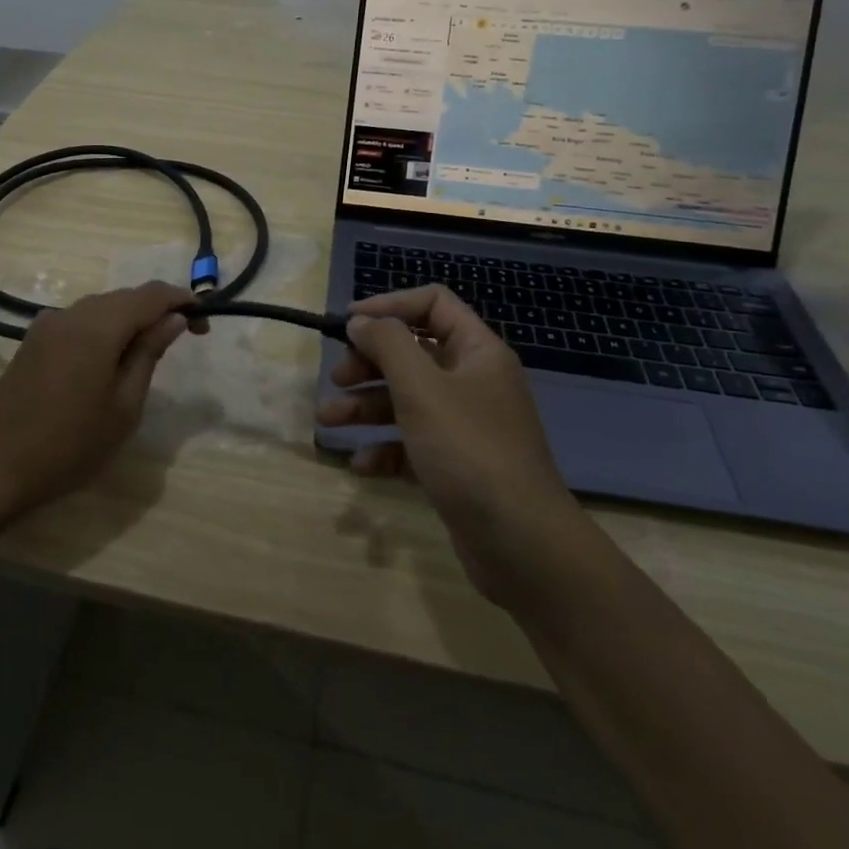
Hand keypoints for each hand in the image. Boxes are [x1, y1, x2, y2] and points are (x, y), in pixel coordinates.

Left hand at [0, 281, 192, 517]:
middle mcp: (71, 313)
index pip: (151, 294)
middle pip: (125, 297)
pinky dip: (103, 330)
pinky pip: (79, 321)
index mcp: (98, 325)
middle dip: (157, 310)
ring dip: (130, 320)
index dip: (183, 301)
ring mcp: (47, 325)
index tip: (204, 325)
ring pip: (101, 307)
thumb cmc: (69, 445)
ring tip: (148, 354)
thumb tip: (174, 318)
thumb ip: (149, 353)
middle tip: (182, 341)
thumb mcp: (124, 406)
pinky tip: (107, 360)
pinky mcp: (32, 341)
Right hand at [317, 284, 582, 602]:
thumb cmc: (469, 450)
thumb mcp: (421, 388)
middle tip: (337, 377)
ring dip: (365, 406)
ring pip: (406, 400)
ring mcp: (465, 426)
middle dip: (369, 363)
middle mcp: (473, 381)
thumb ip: (387, 344)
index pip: (433, 304)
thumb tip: (361, 320)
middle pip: (412, 353)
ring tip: (327, 420)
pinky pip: (412, 444)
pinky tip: (361, 465)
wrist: (522, 544)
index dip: (389, 306)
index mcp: (477, 352)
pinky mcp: (455, 465)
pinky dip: (385, 449)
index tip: (348, 322)